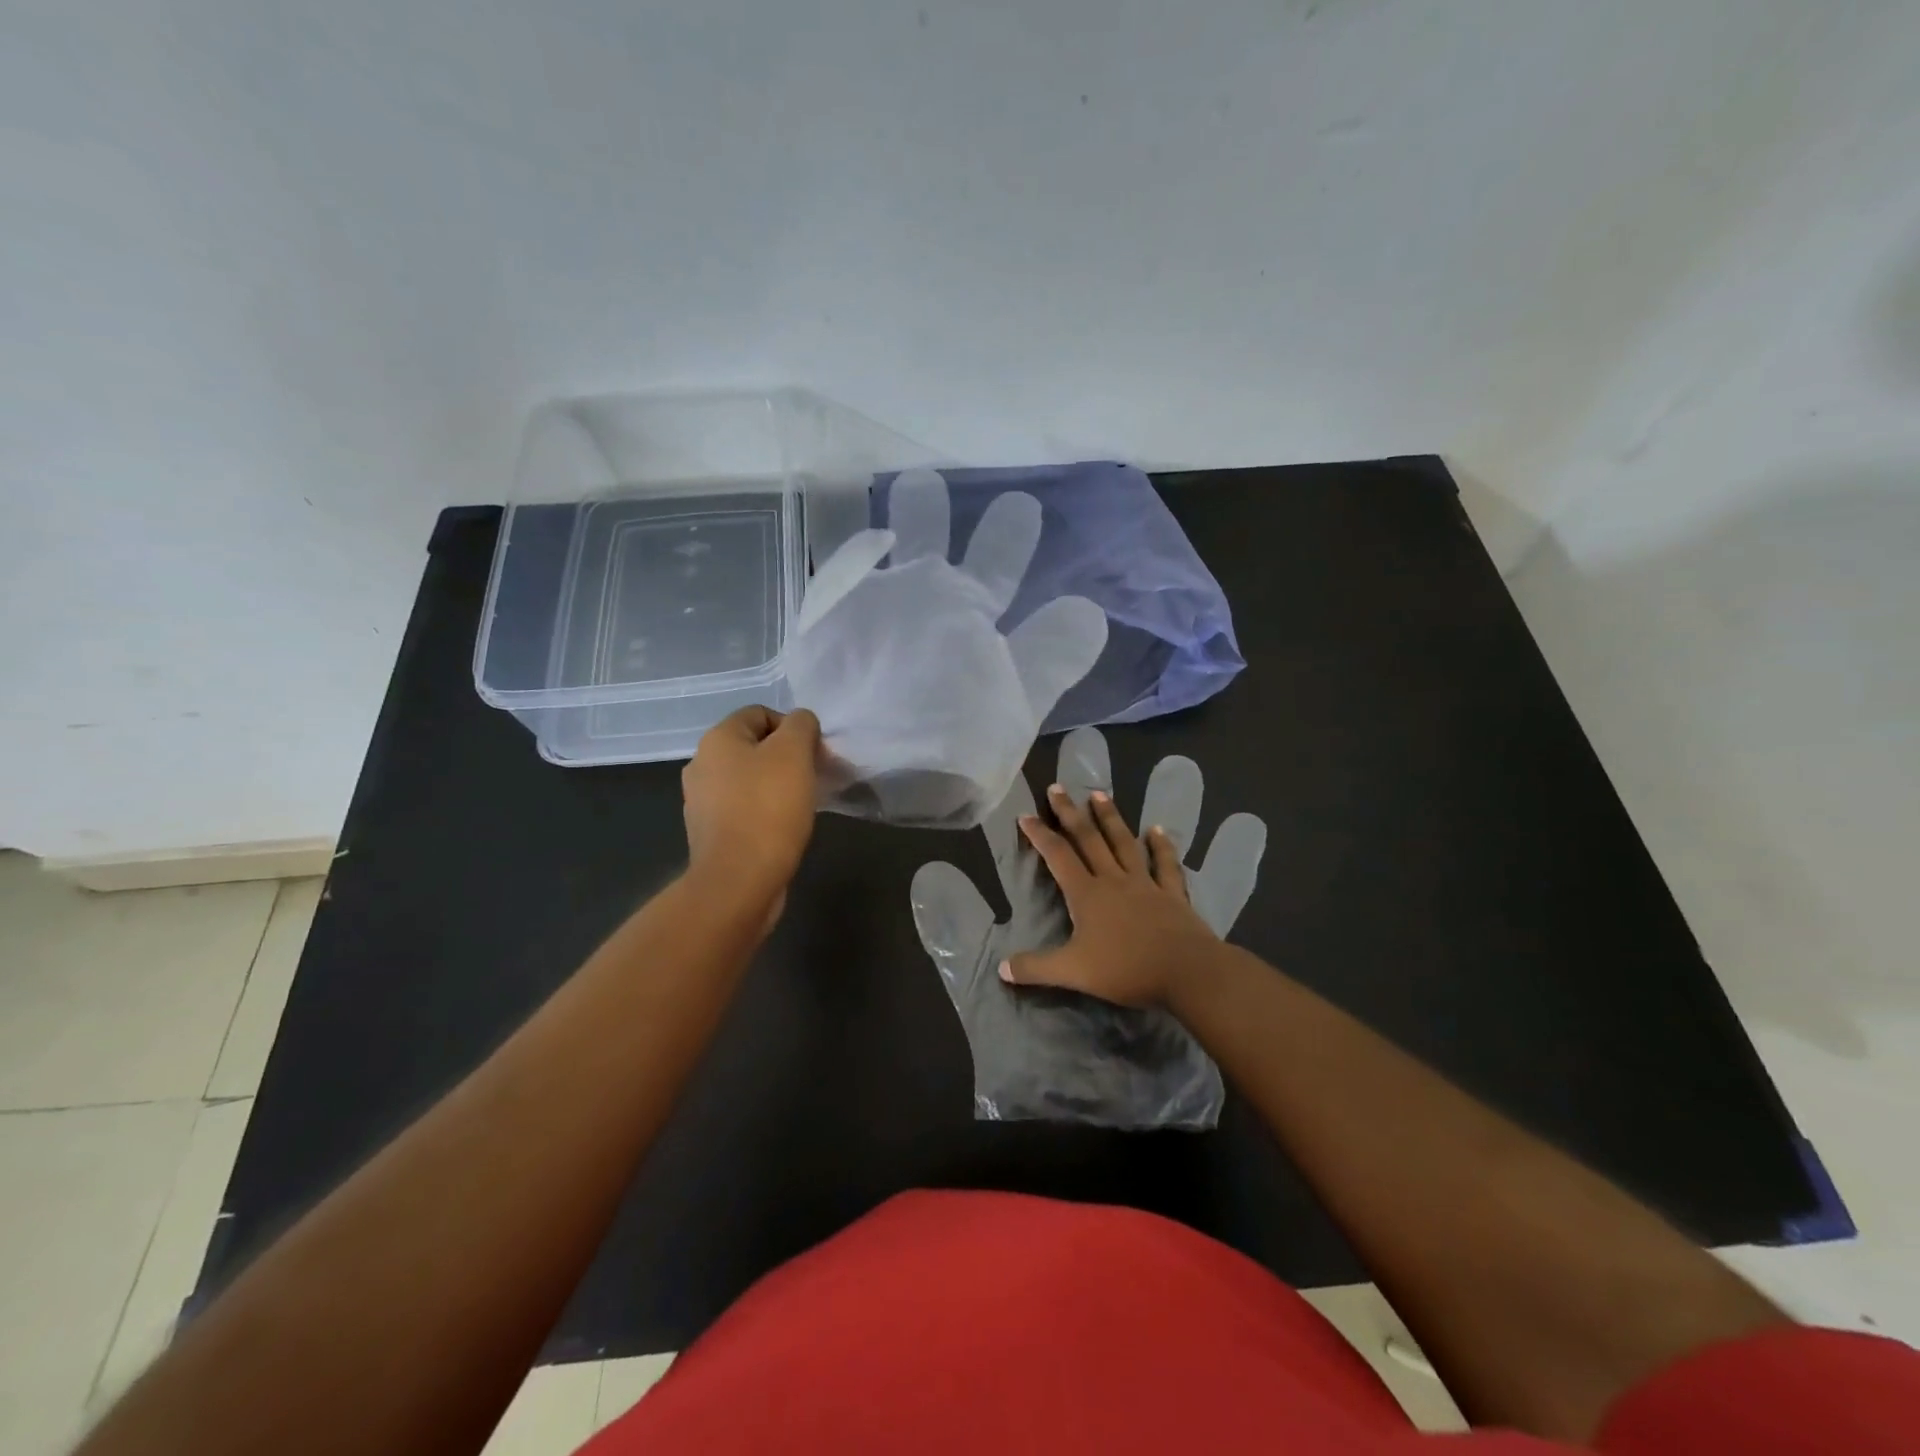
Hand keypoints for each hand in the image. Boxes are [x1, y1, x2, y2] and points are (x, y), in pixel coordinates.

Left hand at [681, 706, 821, 906]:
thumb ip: (801, 726)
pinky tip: (782, 828)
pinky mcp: (710, 833)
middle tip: (812, 777)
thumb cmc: (768, 808)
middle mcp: (701, 765)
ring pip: (749, 779)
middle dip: (787, 757)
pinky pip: (743, 809)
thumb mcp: (794, 753)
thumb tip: (801, 724)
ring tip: (801, 805)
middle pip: (754, 747)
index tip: (814, 753)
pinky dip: (764, 812)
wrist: (739, 880)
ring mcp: (702, 801)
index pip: (760, 713)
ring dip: (777, 786)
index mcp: (717, 739)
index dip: (792, 727)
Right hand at [1004, 735, 1264, 1009]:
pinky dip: (1161, 846)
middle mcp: (1114, 880)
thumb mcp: (1073, 972)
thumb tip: (1001, 967)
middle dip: (1070, 813)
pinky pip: (1164, 864)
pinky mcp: (1172, 894)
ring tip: (1099, 794)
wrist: (1187, 971)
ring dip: (1110, 818)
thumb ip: (1035, 968)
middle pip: (1088, 840)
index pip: (1058, 856)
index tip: (1025, 815)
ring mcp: (1145, 884)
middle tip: (1057, 788)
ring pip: (1123, 843)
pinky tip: (1157, 830)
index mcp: (1087, 894)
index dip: (1040, 835)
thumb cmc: (1126, 969)